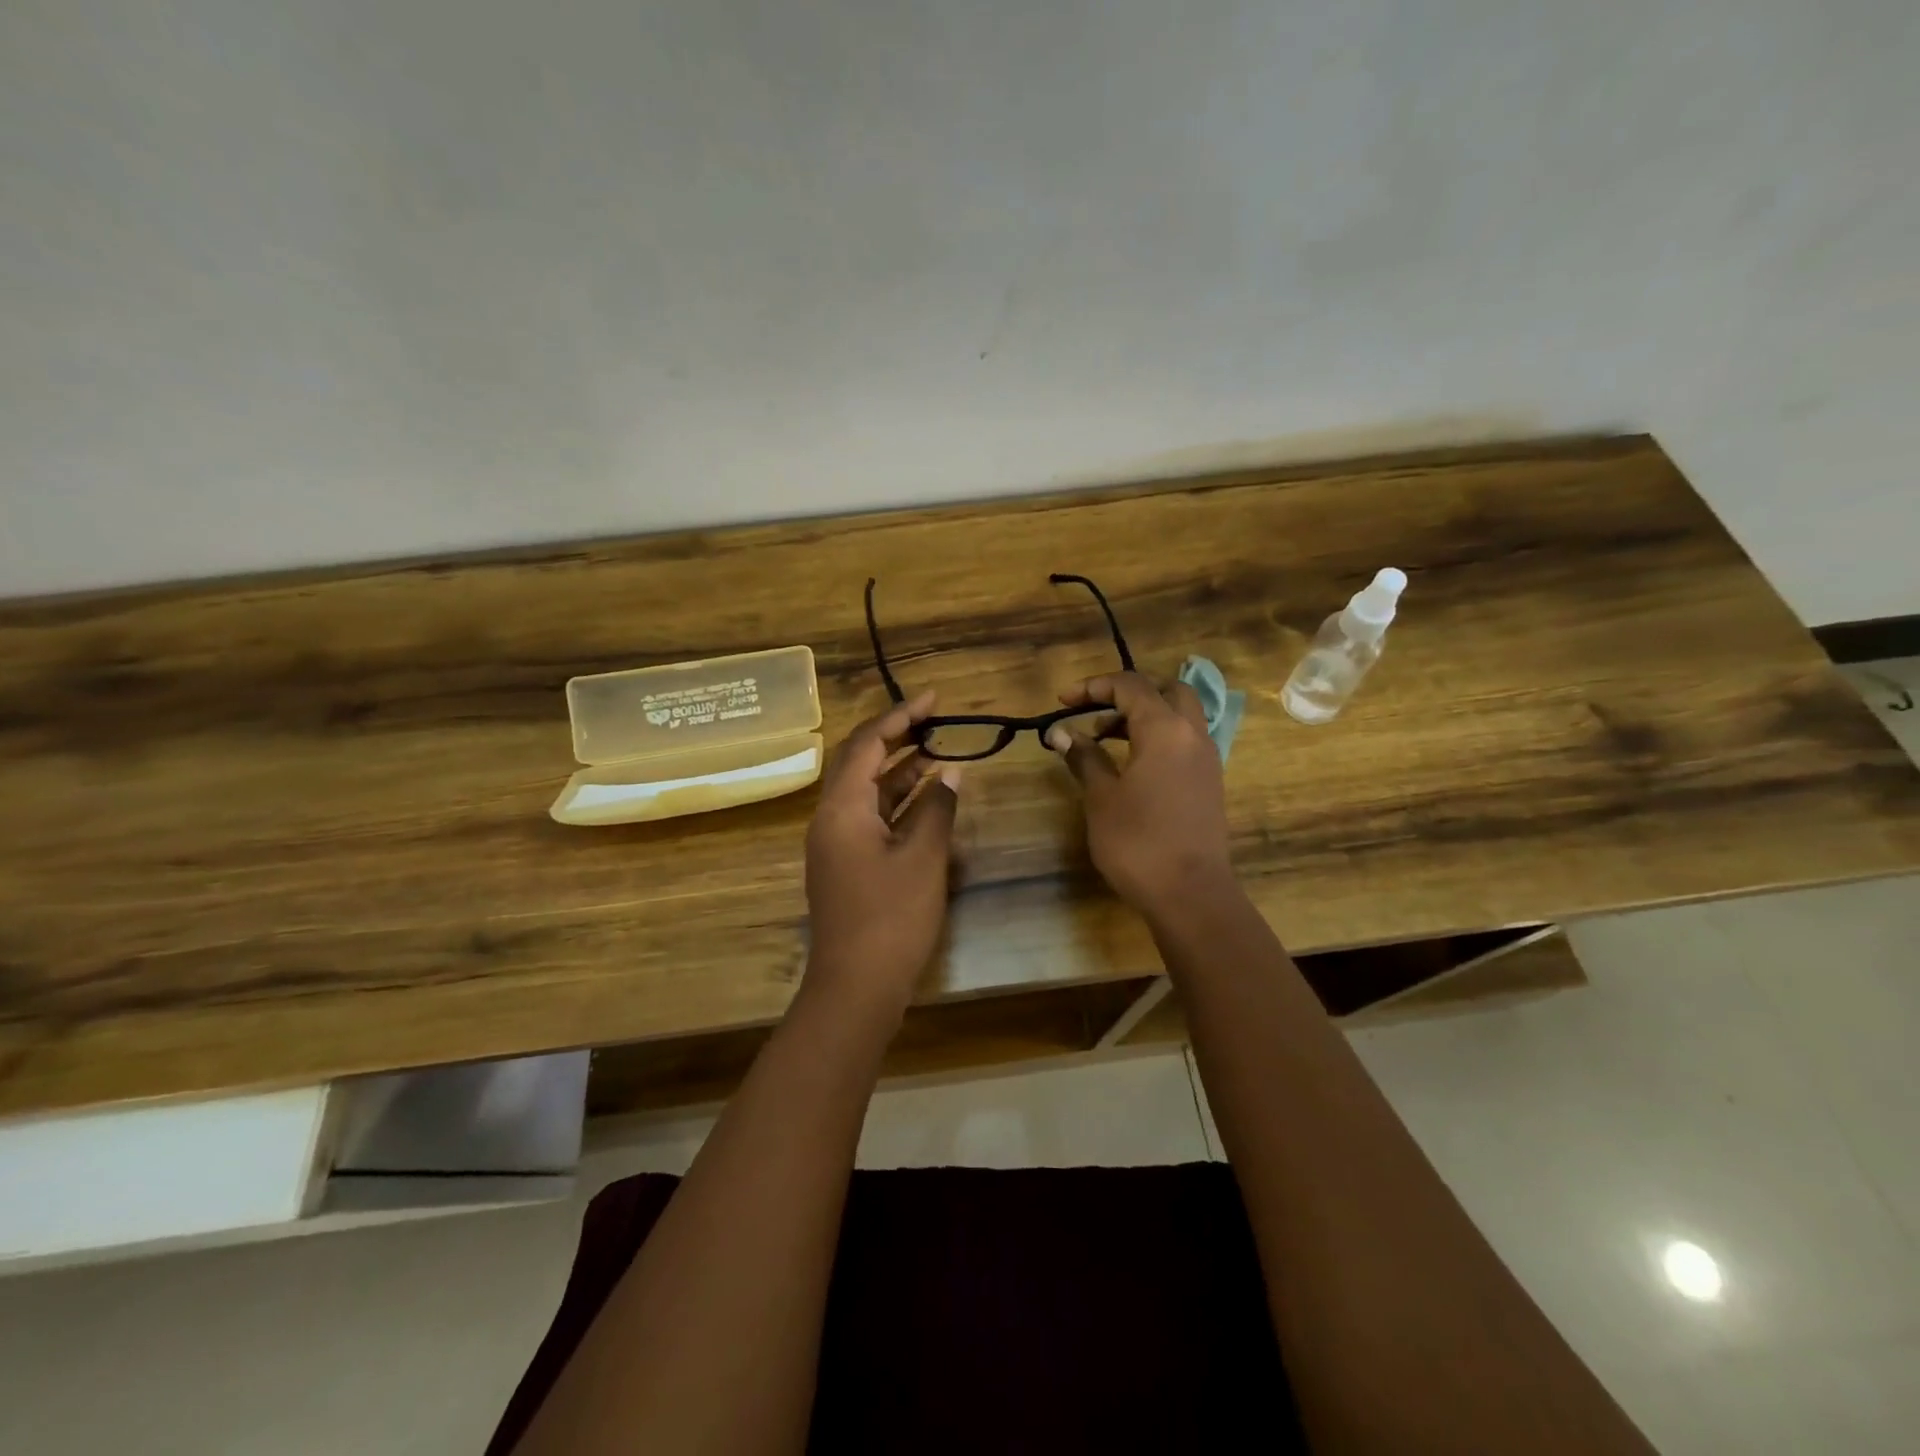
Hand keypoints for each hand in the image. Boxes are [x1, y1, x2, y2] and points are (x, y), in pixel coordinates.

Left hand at [802, 691, 961, 1022]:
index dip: (900, 716)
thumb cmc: (891, 918)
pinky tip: (928, 798)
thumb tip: (951, 771)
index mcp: (841, 808)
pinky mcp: (848, 864)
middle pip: (862, 762)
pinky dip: (899, 803)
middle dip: (898, 737)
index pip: (868, 743)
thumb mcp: (923, 858)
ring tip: (940, 751)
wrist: (856, 987)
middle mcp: (831, 818)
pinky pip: (872, 818)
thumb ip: (937, 808)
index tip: (934, 699)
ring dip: (901, 770)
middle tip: (935, 719)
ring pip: (868, 791)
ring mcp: (837, 842)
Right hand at [1046, 673, 1233, 915]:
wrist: (1190, 894)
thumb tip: (1061, 733)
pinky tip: (1133, 764)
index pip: (1130, 686)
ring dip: (1144, 716)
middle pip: (1166, 690)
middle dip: (1128, 694)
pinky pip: (1185, 740)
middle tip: (1096, 714)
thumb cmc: (1138, 843)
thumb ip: (1084, 758)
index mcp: (1165, 729)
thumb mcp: (1101, 798)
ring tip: (1106, 740)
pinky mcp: (1209, 781)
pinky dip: (1159, 737)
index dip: (1094, 686)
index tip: (1063, 701)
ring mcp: (1206, 758)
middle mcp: (1192, 734)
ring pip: (1179, 715)